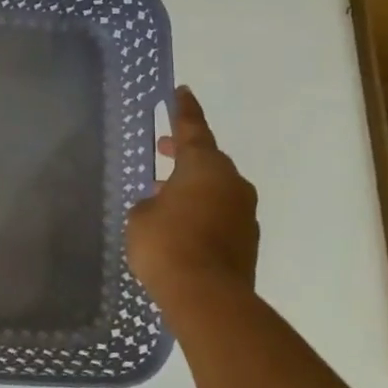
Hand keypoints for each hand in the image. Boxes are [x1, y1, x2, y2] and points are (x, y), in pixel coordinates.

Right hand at [126, 87, 258, 307]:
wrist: (207, 296)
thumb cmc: (166, 243)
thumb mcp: (141, 216)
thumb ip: (151, 202)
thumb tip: (163, 204)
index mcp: (204, 167)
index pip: (192, 130)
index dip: (184, 111)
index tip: (182, 92)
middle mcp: (230, 184)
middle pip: (207, 160)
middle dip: (184, 153)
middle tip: (162, 148)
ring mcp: (243, 214)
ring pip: (214, 189)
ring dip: (191, 186)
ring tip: (162, 192)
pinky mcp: (246, 242)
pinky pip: (219, 214)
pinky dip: (200, 212)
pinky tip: (178, 224)